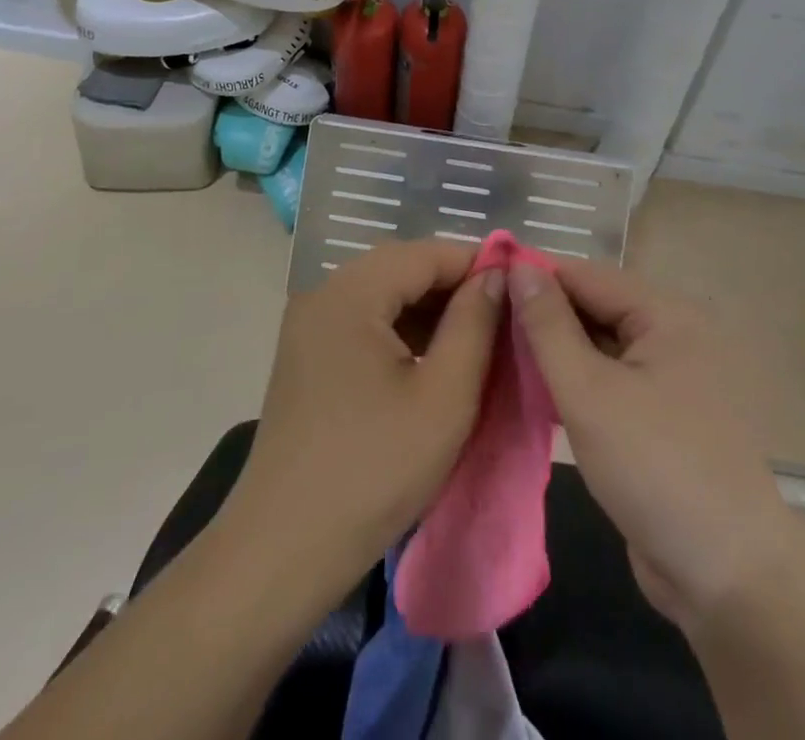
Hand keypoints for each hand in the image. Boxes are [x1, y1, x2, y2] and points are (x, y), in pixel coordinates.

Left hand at [221, 241, 503, 596]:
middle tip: (502, 317)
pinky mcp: (306, 355)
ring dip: (429, 310)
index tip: (521, 289)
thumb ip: (475, 324)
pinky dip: (401, 331)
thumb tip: (496, 276)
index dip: (476, 264)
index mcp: (350, 293)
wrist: (283, 551)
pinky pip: (363, 322)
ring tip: (476, 339)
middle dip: (454, 287)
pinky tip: (431, 360)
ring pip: (383, 295)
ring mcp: (309, 325)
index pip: (425, 253)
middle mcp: (322, 294)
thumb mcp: (444, 397)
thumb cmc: (373, 471)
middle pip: (401, 268)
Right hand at [507, 260, 795, 631]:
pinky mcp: (659, 418)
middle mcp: (671, 336)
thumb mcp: (590, 393)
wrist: (728, 579)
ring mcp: (668, 379)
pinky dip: (573, 383)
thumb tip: (519, 269)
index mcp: (665, 315)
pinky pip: (607, 383)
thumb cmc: (655, 468)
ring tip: (494, 353)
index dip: (534, 276)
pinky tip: (531, 391)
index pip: (586, 275)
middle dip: (542, 315)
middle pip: (594, 308)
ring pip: (598, 348)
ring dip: (553, 352)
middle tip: (482, 323)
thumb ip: (549, 327)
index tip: (482, 282)